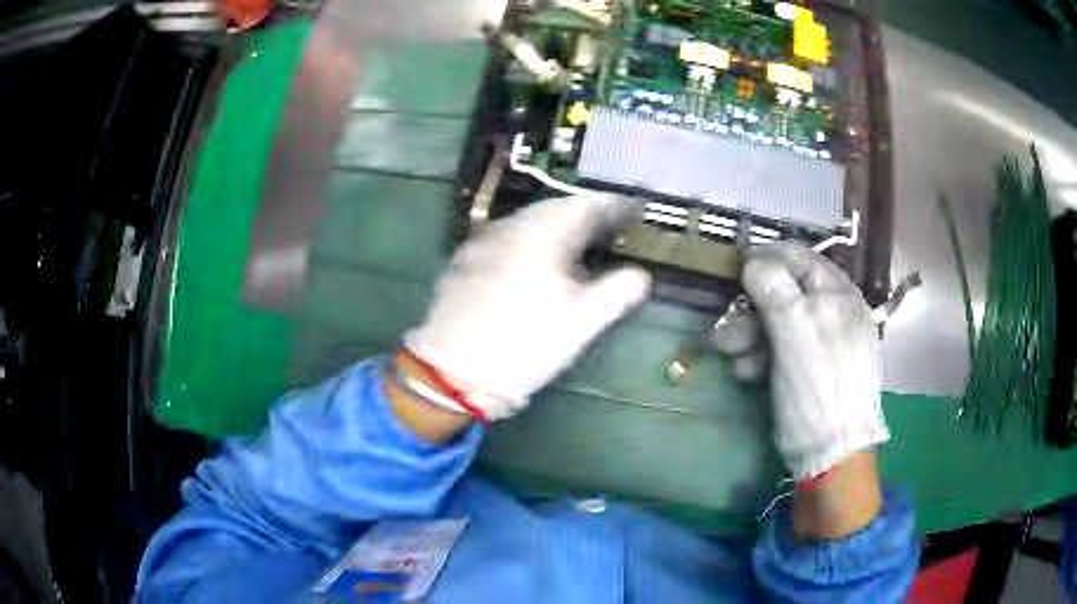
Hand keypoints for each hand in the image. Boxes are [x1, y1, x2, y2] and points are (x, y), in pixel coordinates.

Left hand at [403, 195, 650, 420]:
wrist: (455, 369)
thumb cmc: (526, 344)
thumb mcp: (583, 322)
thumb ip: (619, 292)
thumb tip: (642, 276)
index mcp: (546, 233)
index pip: (588, 204)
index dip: (615, 205)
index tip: (635, 210)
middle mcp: (513, 225)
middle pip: (557, 206)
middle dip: (586, 212)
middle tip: (608, 226)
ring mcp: (485, 240)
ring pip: (528, 219)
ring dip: (556, 224)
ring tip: (575, 242)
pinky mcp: (466, 258)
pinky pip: (507, 235)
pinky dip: (530, 238)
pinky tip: (533, 259)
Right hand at [716, 243, 888, 479]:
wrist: (834, 453)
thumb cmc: (816, 388)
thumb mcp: (794, 332)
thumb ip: (774, 288)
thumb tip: (754, 261)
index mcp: (840, 295)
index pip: (801, 258)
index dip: (768, 258)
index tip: (736, 267)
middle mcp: (837, 313)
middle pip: (789, 295)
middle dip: (753, 310)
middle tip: (725, 329)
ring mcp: (829, 343)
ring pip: (784, 325)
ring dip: (753, 336)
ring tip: (731, 356)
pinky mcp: (819, 370)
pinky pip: (789, 351)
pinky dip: (766, 357)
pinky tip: (749, 373)